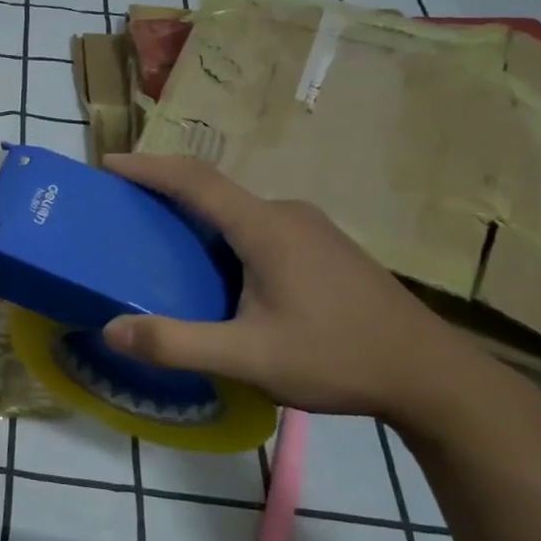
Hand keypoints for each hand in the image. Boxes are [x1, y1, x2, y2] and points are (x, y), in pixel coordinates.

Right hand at [100, 154, 505, 424]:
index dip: (148, 168)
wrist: (432, 376)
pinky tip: (216, 272)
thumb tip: (111, 329)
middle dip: (164, 193)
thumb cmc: (337, 358)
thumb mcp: (249, 358)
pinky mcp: (323, 249)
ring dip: (194, 217)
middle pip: (214, 191)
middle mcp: (287, 215)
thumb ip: (177, 343)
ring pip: (236, 212)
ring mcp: (311, 230)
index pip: (195, 180)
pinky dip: (221, 235)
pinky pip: (257, 228)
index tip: (108, 164)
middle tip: (123, 211)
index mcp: (265, 228)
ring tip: (160, 243)